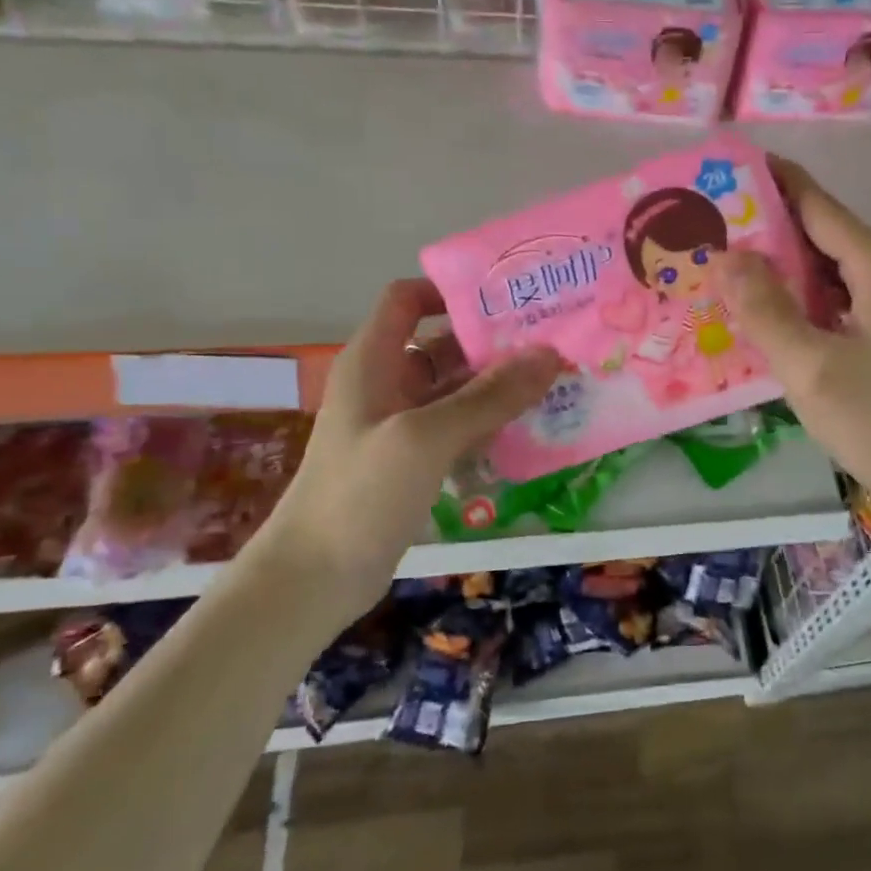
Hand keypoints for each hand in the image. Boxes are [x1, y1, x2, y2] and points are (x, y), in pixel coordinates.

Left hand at [267, 279, 561, 592]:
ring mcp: (401, 425)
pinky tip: (530, 430)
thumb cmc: (361, 493)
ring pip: (457, 389)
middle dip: (493, 343)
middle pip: (443, 344)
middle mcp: (387, 384)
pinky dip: (490, 424)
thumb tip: (550, 354)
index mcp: (374, 361)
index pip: (407, 299)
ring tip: (555, 384)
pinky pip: (459, 427)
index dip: (450, 291)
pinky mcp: (414, 461)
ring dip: (499, 387)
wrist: (315, 578)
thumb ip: (490, 397)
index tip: (506, 300)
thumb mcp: (426, 437)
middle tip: (553, 345)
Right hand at [717, 159, 870, 516]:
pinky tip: (782, 315)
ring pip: (840, 272)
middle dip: (775, 230)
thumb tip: (726, 254)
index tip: (737, 164)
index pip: (821, 208)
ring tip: (738, 268)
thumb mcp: (812, 369)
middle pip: (830, 237)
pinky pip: (851, 301)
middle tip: (719, 226)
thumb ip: (765, 309)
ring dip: (792, 269)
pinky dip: (813, 300)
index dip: (779, 182)